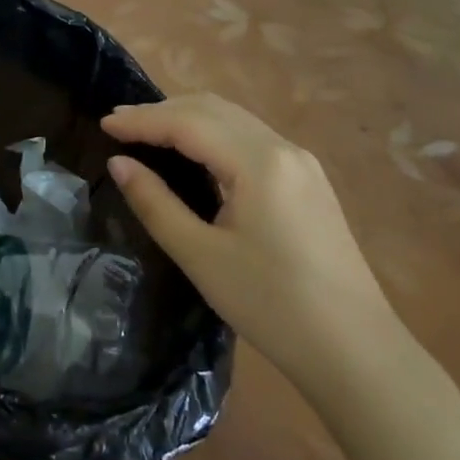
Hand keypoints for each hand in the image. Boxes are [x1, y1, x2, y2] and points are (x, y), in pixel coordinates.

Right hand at [102, 93, 397, 387]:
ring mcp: (301, 163)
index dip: (142, 120)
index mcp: (258, 162)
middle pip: (213, 109)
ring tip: (147, 132)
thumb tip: (119, 163)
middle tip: (118, 124)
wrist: (355, 350)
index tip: (103, 124)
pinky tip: (193, 152)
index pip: (188, 122)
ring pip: (234, 120)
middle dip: (162, 111)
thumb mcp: (201, 255)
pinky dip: (213, 134)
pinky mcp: (309, 181)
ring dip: (188, 118)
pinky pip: (251, 138)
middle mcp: (283, 148)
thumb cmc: (271, 305)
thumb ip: (155, 203)